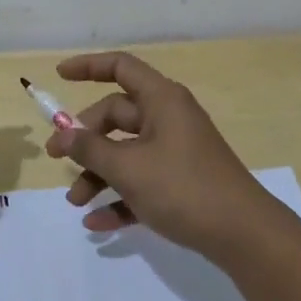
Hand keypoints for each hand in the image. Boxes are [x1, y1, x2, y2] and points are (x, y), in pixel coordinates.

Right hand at [45, 51, 280, 257]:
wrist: (243, 234)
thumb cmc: (184, 187)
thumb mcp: (129, 168)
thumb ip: (91, 149)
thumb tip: (62, 134)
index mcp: (162, 100)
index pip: (121, 67)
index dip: (88, 66)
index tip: (59, 75)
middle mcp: (169, 118)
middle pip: (117, 115)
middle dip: (85, 139)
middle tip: (57, 159)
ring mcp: (176, 150)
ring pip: (126, 152)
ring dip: (98, 174)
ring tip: (76, 203)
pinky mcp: (181, 181)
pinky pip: (142, 181)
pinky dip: (120, 197)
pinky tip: (97, 223)